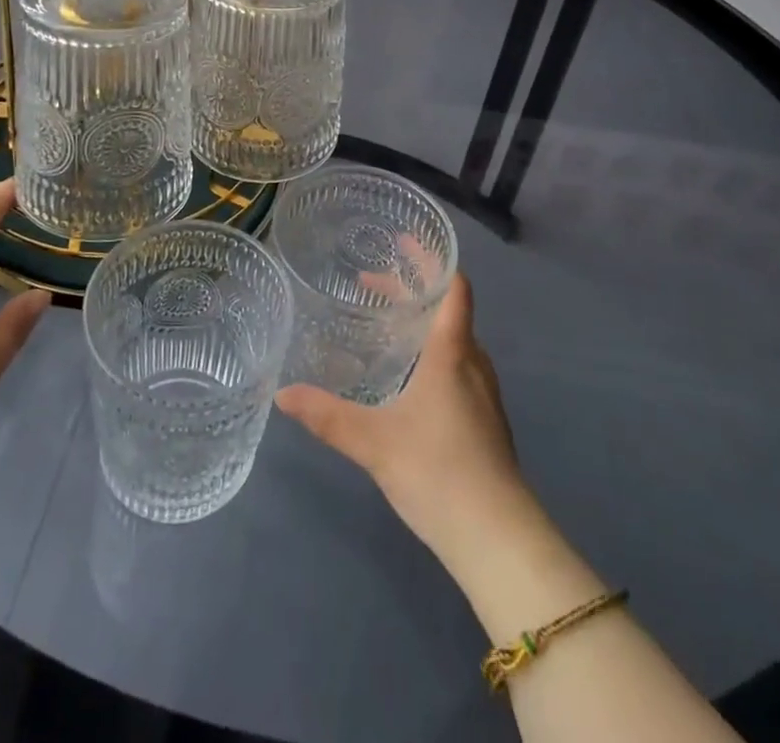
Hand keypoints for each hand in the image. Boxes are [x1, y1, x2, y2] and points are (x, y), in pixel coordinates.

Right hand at [276, 273, 533, 567]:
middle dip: (411, 291)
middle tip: (369, 283)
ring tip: (383, 325)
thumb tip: (282, 394)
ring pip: (453, 340)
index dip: (432, 260)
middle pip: (447, 310)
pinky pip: (457, 366)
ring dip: (420, 323)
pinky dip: (430, 352)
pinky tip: (406, 377)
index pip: (453, 288)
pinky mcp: (485, 421)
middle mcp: (472, 363)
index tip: (405, 240)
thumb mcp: (373, 442)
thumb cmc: (438, 472)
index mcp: (451, 352)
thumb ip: (327, 416)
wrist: (497, 539)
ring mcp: (484, 393)